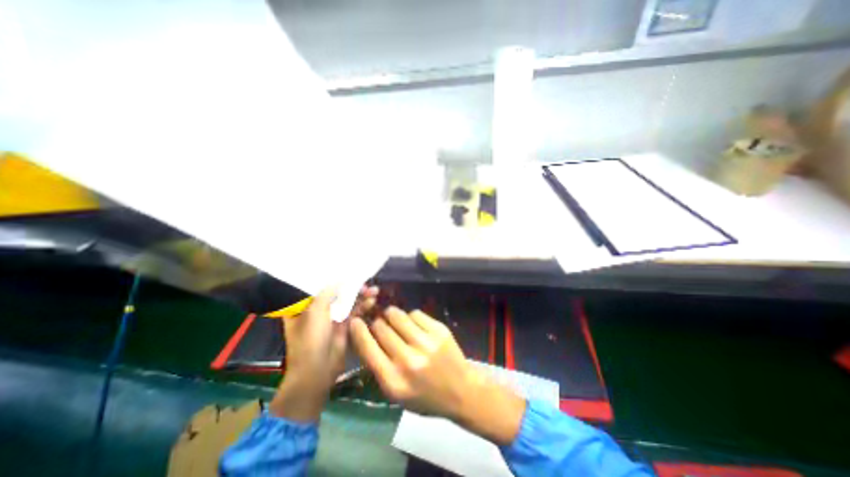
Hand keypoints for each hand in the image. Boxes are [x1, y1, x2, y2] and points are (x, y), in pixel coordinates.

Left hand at [268, 284, 378, 420]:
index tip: (344, 268)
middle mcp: (317, 310)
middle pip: (335, 293)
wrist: (317, 372)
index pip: (316, 286)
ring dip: (360, 296)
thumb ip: (327, 293)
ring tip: (374, 290)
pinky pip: (354, 312)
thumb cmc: (310, 341)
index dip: (329, 276)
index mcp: (303, 306)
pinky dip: (363, 306)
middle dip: (350, 286)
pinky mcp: (343, 326)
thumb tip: (340, 279)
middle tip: (364, 281)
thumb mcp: (315, 313)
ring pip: (347, 302)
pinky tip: (373, 301)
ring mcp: (331, 318)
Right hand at [350, 307, 525, 445]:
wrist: (461, 391)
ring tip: (395, 319)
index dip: (358, 331)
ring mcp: (426, 343)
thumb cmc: (424, 396)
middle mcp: (408, 360)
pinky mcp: (439, 330)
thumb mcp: (395, 392)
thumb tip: (365, 336)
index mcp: (393, 381)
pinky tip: (414, 325)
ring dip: (392, 315)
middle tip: (380, 323)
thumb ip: (378, 366)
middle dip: (377, 323)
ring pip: (398, 315)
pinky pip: (415, 313)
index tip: (355, 321)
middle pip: (382, 328)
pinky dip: (411, 317)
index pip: (367, 349)